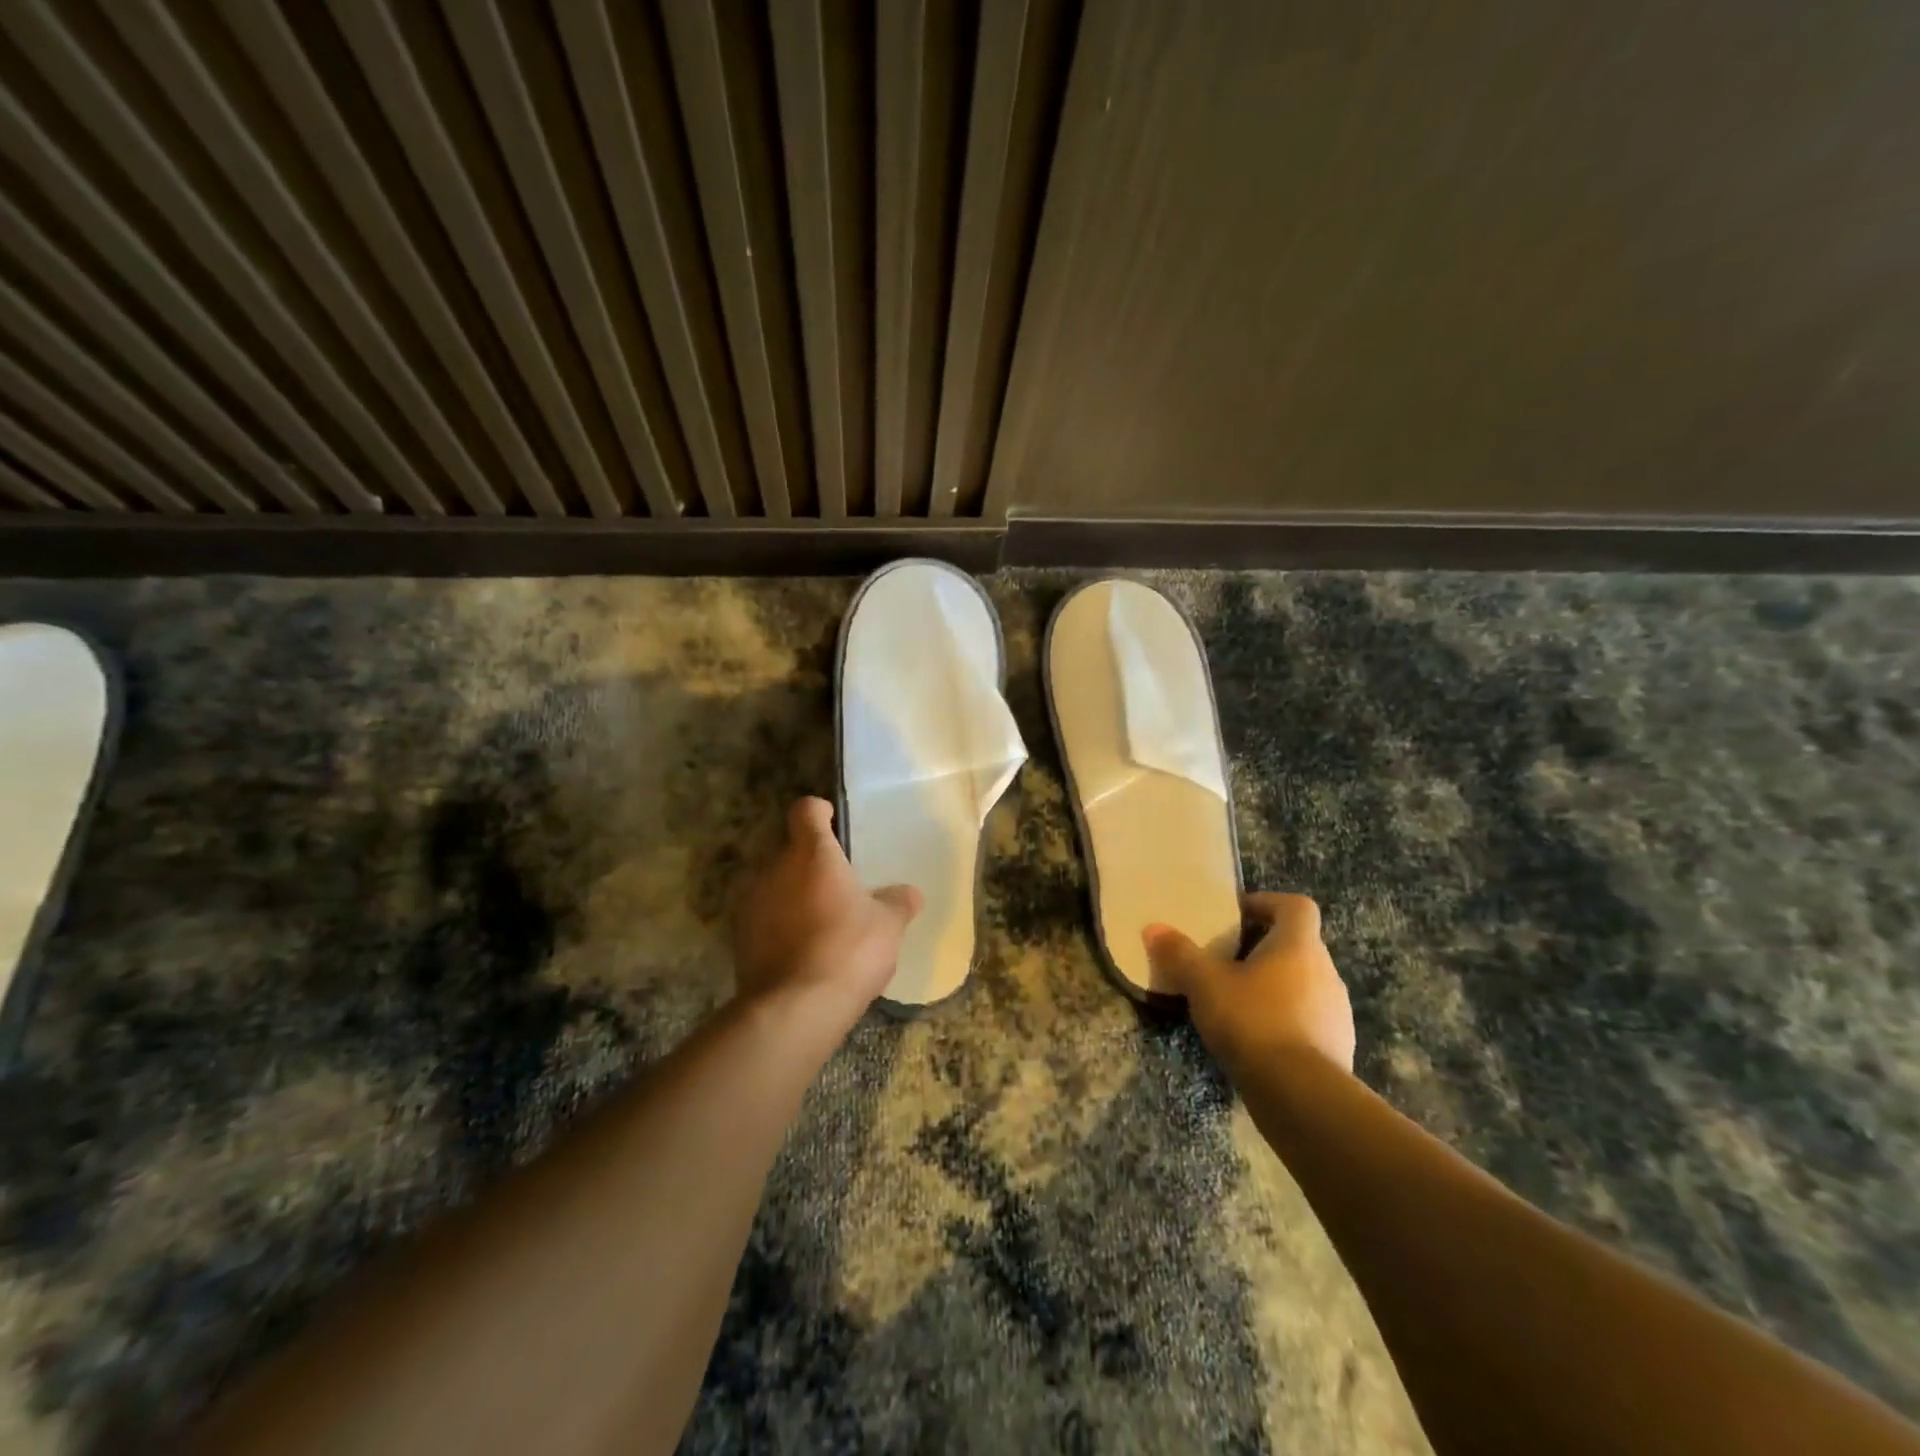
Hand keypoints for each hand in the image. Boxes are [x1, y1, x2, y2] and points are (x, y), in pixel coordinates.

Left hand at [732, 798, 922, 1036]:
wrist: (795, 1008)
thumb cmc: (848, 950)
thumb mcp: (888, 926)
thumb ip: (898, 902)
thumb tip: (909, 893)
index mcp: (812, 854)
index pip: (806, 810)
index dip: (820, 812)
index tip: (834, 823)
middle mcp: (774, 869)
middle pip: (791, 850)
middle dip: (811, 864)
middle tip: (838, 887)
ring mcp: (751, 903)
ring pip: (775, 885)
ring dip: (794, 896)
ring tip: (821, 923)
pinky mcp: (739, 938)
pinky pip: (764, 918)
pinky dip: (780, 926)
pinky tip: (803, 951)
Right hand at [1143, 893, 1355, 1075]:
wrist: (1302, 1095)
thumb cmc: (1253, 1022)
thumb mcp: (1204, 984)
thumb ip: (1180, 954)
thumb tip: (1153, 929)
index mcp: (1299, 945)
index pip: (1296, 906)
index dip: (1268, 903)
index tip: (1237, 915)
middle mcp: (1326, 971)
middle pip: (1298, 945)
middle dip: (1264, 948)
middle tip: (1227, 961)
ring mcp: (1337, 1011)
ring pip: (1304, 983)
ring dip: (1275, 985)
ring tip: (1238, 1002)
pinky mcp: (1338, 1046)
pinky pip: (1309, 1018)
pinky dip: (1286, 1019)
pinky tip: (1257, 1039)